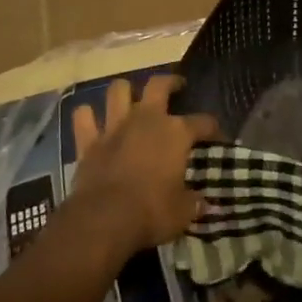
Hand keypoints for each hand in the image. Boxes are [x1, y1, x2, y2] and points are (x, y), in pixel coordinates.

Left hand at [70, 73, 219, 256]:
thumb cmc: (152, 212)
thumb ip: (194, 202)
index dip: (213, 128)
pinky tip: (91, 120)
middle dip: (170, 82)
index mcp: (176, 133)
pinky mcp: (88, 141)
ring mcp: (115, 126)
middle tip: (176, 87)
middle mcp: (146, 119)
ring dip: (124, 92)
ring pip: (118, 90)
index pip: (203, 122)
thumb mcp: (183, 212)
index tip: (218, 136)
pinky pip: (83, 117)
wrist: (105, 219)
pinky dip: (87, 116)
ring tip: (131, 98)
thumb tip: (205, 203)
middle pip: (159, 85)